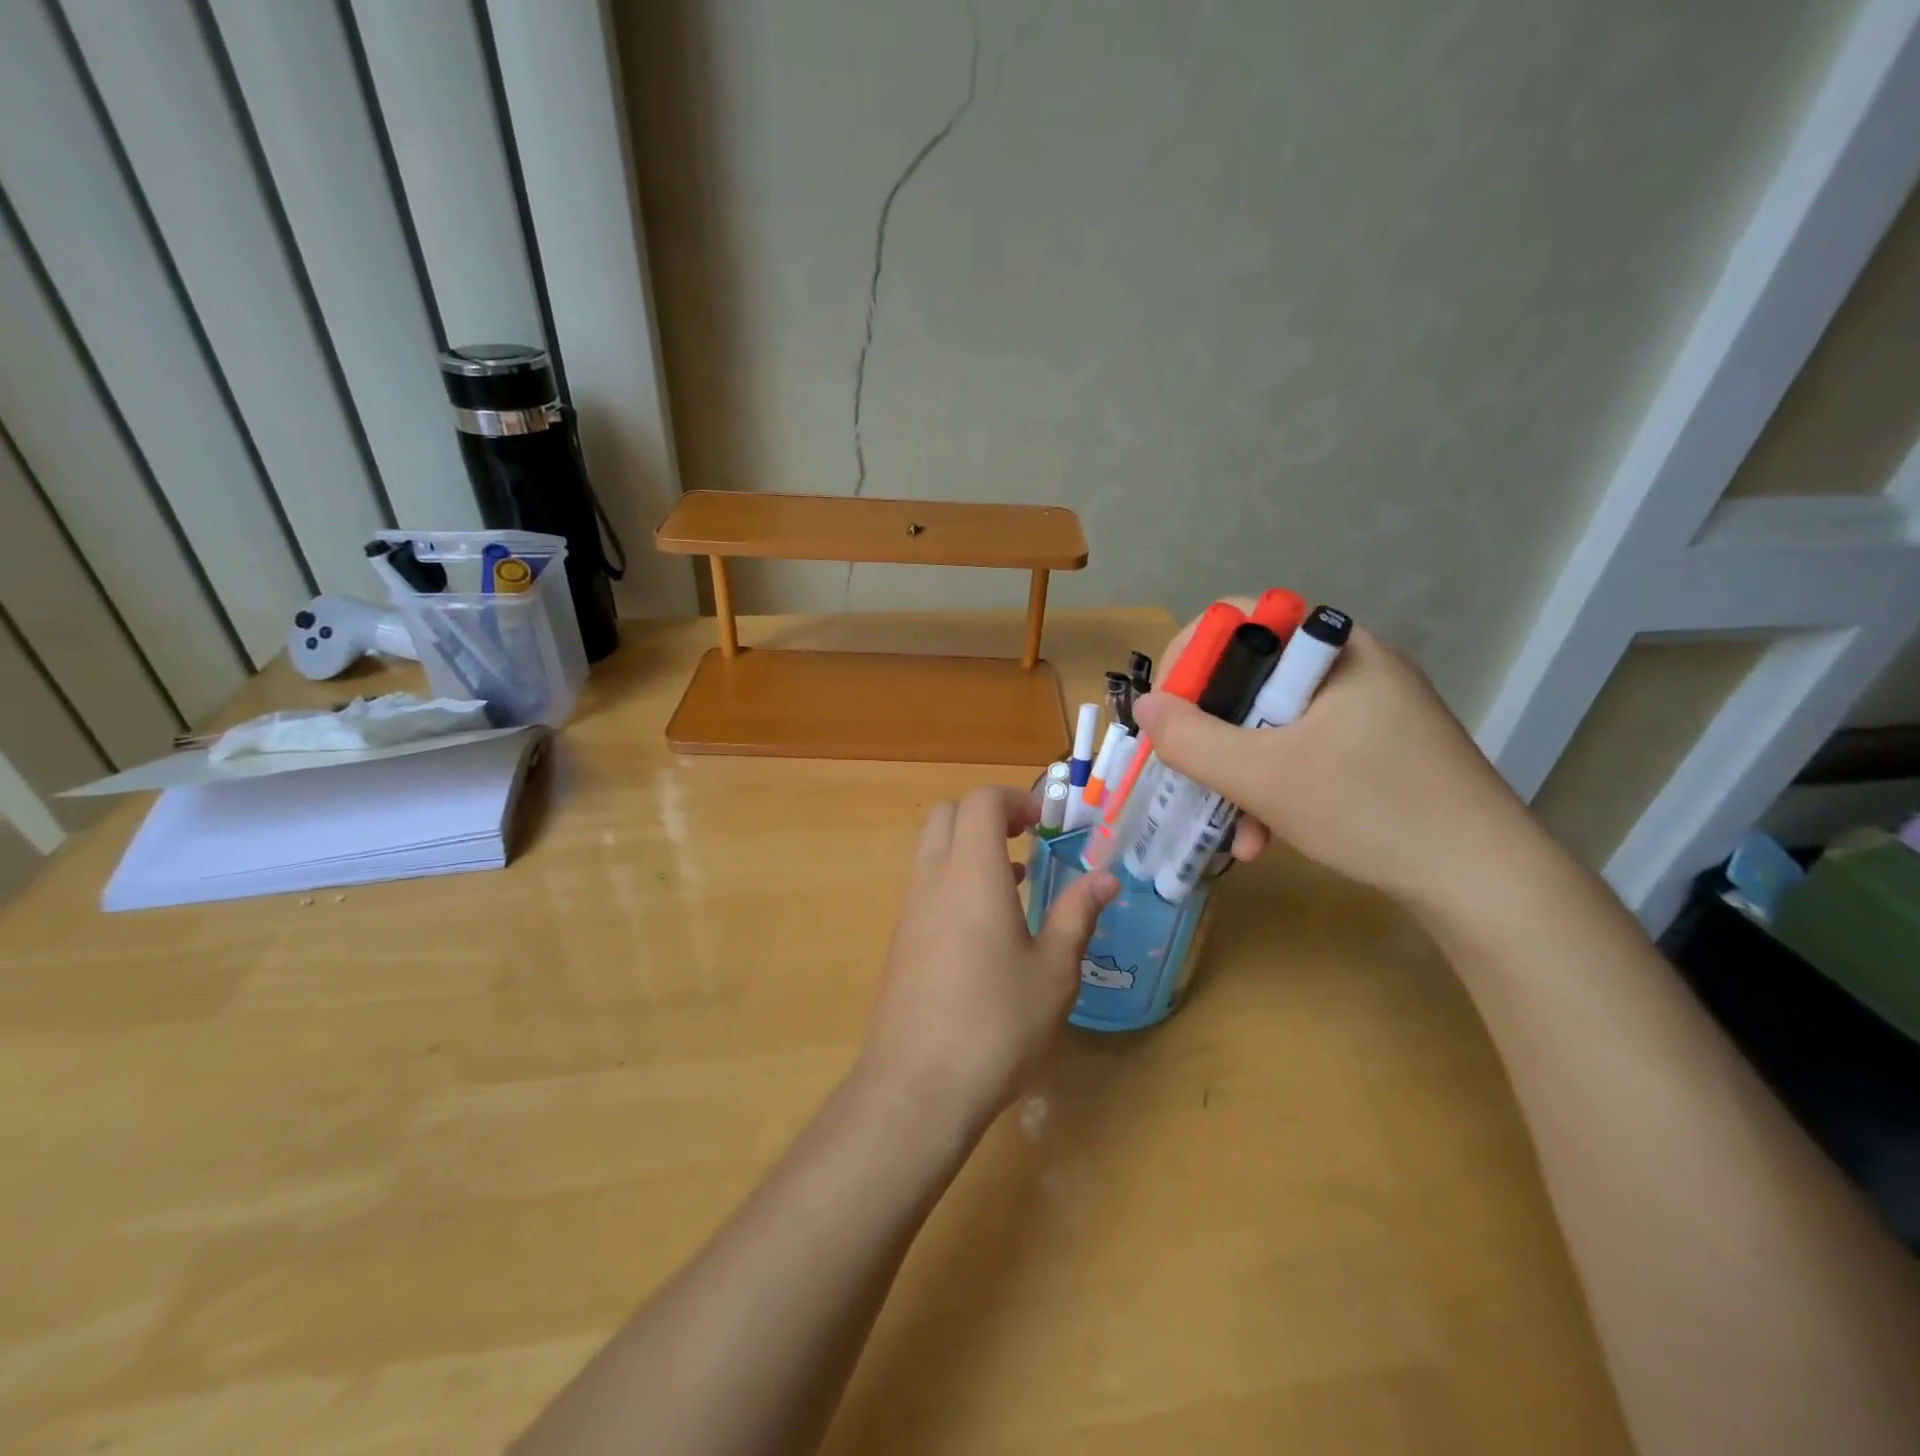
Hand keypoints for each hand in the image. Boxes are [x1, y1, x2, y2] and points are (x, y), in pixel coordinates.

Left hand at [859, 786, 1118, 1131]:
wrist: (917, 1087)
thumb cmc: (996, 1024)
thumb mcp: (1053, 972)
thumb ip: (1077, 917)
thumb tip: (1104, 880)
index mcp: (972, 874)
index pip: (980, 801)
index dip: (1015, 798)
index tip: (1047, 824)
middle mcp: (933, 881)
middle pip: (947, 815)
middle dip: (988, 814)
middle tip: (1028, 840)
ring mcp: (910, 912)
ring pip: (933, 851)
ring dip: (971, 849)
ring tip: (1017, 883)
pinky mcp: (901, 942)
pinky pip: (927, 887)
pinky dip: (956, 882)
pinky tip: (988, 930)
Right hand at [1133, 609, 1536, 916]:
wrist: (1487, 881)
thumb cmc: (1371, 811)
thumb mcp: (1263, 777)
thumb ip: (1191, 740)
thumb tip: (1144, 708)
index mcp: (1333, 648)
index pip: (1239, 619)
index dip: (1189, 658)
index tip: (1167, 712)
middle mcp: (1351, 665)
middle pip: (1251, 676)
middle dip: (1211, 733)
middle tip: (1188, 771)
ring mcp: (1368, 707)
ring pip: (1272, 722)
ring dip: (1239, 772)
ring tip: (1231, 828)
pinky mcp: (1377, 746)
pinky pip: (1302, 749)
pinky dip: (1274, 785)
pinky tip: (1265, 836)